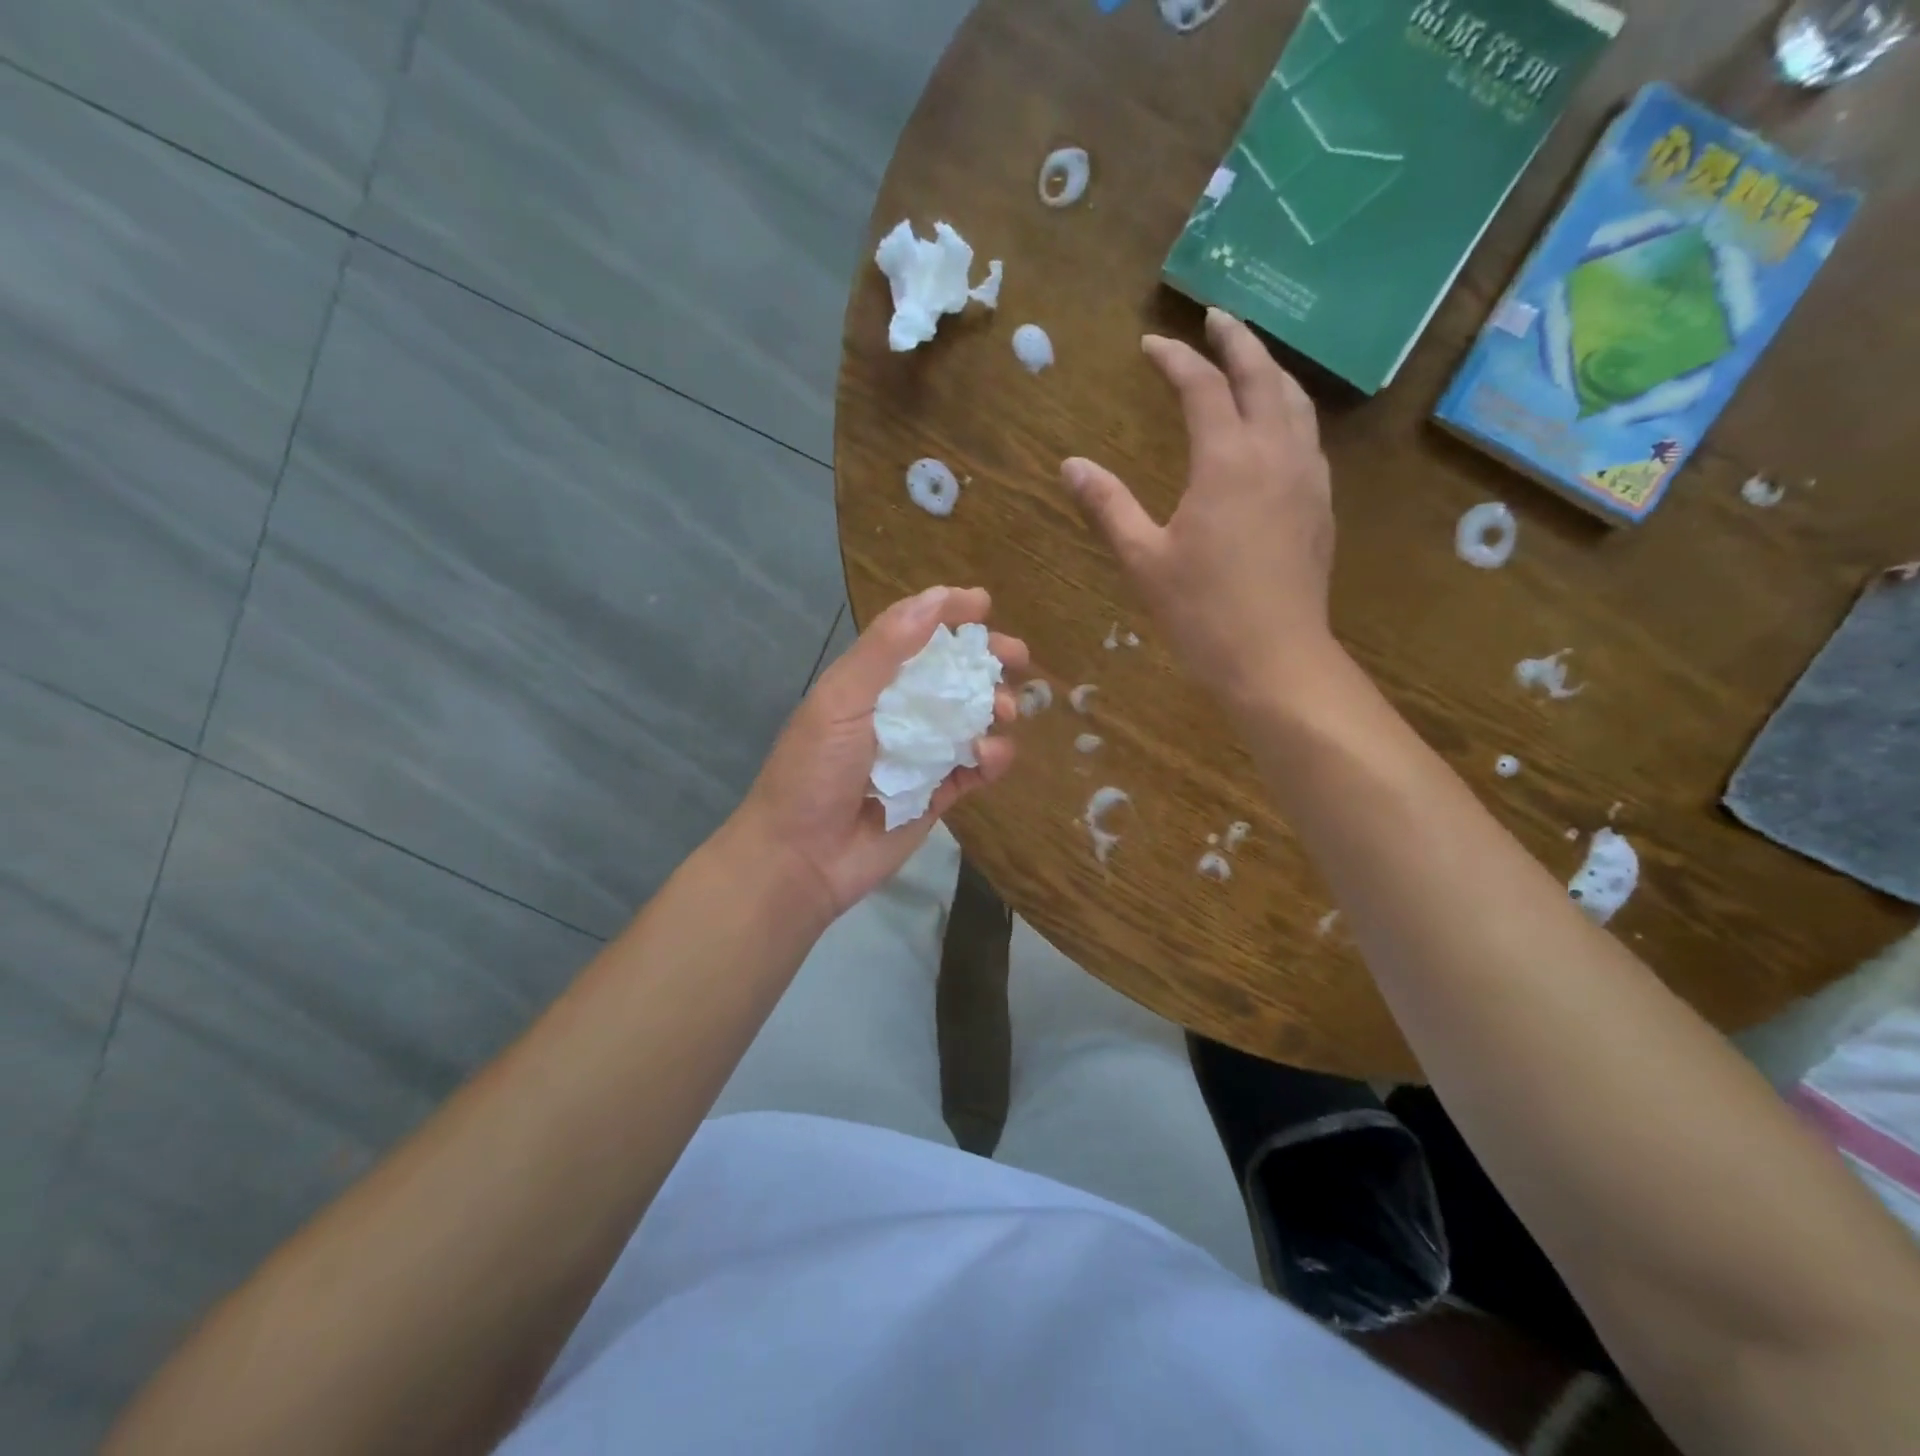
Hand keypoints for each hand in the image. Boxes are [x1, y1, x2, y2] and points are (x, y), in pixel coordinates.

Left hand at [734, 586, 1027, 921]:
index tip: (984, 604)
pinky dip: (992, 758)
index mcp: (869, 683)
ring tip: (1005, 712)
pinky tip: (990, 756)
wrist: (801, 860)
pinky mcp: (938, 794)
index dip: (948, 615)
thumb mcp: (841, 701)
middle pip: (951, 675)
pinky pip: (975, 768)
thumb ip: (885, 650)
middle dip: (986, 662)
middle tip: (1017, 657)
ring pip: (971, 720)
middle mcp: (898, 713)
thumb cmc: (813, 771)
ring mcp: (921, 755)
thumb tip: (936, 598)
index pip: (914, 636)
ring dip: (994, 708)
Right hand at [1061, 308, 1337, 703]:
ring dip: (1270, 371)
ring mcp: (1307, 478)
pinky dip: (1288, 410)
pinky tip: (1276, 426)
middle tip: (1215, 317)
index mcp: (1227, 461)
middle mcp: (1275, 453)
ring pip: (1295, 402)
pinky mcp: (1320, 505)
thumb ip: (1108, 506)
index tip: (1151, 345)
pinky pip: (1308, 436)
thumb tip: (1071, 464)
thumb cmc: (1202, 612)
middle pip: (1262, 376)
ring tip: (1249, 360)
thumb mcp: (1143, 559)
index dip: (1175, 359)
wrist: (1275, 659)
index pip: (1202, 387)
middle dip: (1237, 341)